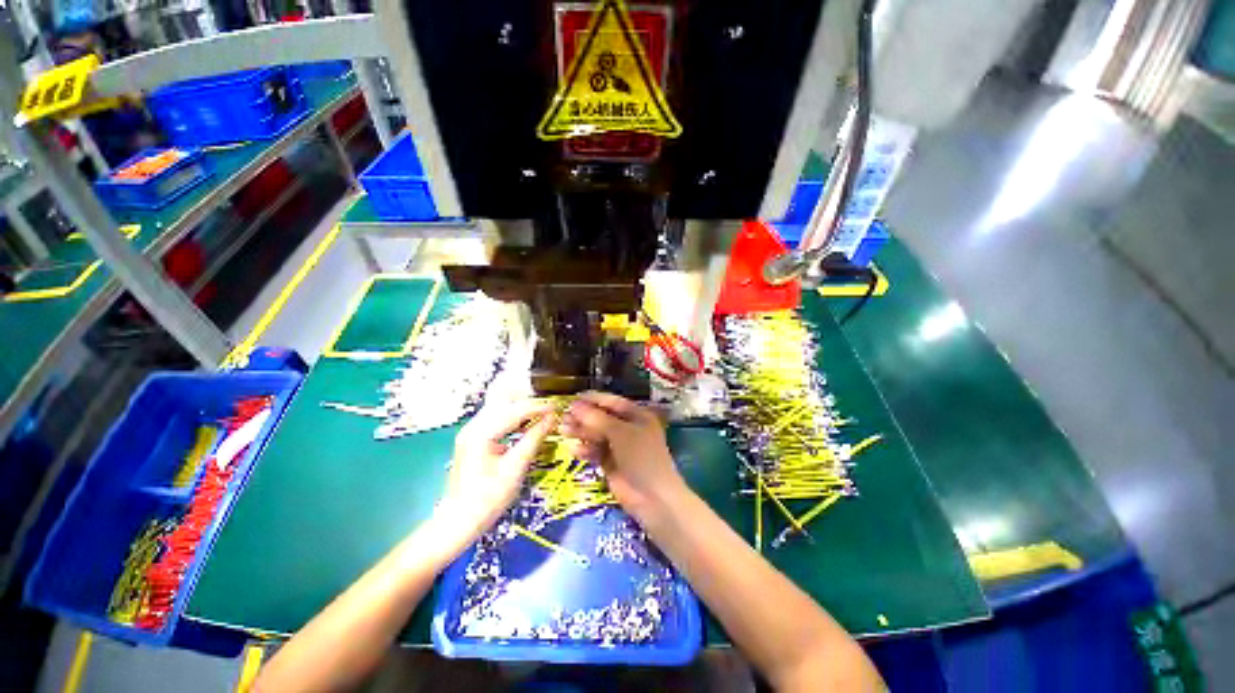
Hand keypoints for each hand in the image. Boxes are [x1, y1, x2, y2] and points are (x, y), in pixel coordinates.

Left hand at [436, 397, 557, 539]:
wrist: (459, 521)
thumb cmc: (487, 499)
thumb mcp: (515, 469)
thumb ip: (533, 439)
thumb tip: (551, 419)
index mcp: (481, 433)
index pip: (514, 409)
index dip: (538, 406)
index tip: (557, 407)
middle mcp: (474, 426)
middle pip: (504, 400)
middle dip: (529, 400)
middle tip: (549, 407)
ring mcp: (472, 430)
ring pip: (501, 406)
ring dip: (522, 407)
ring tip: (542, 413)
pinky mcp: (475, 437)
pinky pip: (498, 417)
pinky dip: (514, 416)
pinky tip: (528, 423)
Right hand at [559, 391, 687, 520]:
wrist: (652, 497)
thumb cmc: (641, 456)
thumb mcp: (620, 433)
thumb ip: (596, 418)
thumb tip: (574, 405)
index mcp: (636, 415)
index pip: (612, 402)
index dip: (593, 399)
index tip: (572, 398)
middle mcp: (628, 428)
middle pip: (602, 418)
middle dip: (583, 417)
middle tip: (563, 417)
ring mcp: (619, 446)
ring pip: (596, 435)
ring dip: (581, 432)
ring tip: (563, 430)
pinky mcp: (611, 463)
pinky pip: (595, 451)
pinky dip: (585, 450)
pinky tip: (573, 450)